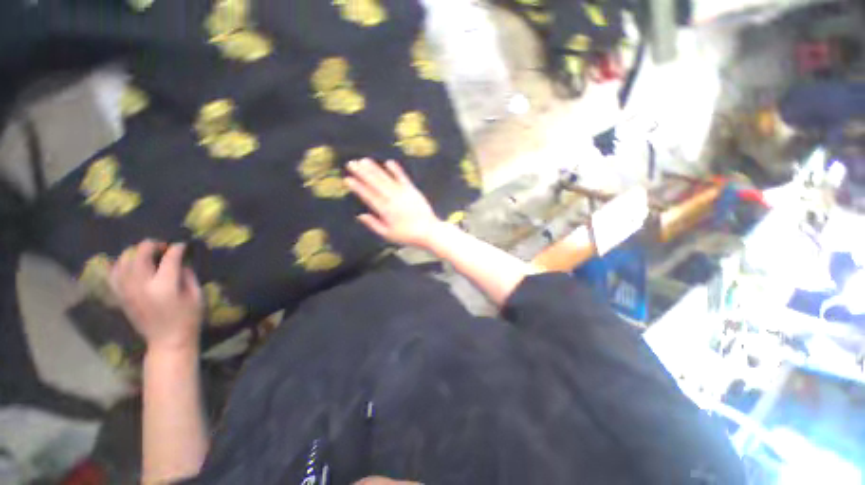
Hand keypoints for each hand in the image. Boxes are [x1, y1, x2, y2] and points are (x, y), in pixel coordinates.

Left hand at [110, 240, 203, 353]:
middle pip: (140, 254)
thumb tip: (181, 263)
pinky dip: (119, 265)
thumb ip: (187, 276)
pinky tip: (129, 264)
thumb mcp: (196, 296)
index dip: (177, 248)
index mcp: (164, 286)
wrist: (167, 341)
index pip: (170, 258)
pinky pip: (113, 274)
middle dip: (152, 245)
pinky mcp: (120, 296)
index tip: (183, 245)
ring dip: (135, 253)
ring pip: (123, 260)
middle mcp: (141, 285)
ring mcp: (127, 290)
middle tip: (163, 246)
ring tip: (146, 254)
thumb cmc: (188, 319)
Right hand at [345, 158, 443, 247]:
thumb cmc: (407, 235)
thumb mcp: (388, 234)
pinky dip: (396, 170)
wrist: (429, 231)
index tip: (347, 179)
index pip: (368, 196)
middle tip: (351, 163)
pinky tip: (389, 162)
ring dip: (375, 169)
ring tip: (364, 160)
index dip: (357, 187)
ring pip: (386, 179)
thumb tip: (360, 215)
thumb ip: (373, 224)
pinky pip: (403, 178)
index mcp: (385, 211)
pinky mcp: (413, 190)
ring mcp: (403, 193)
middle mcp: (393, 199)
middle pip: (375, 184)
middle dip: (362, 173)